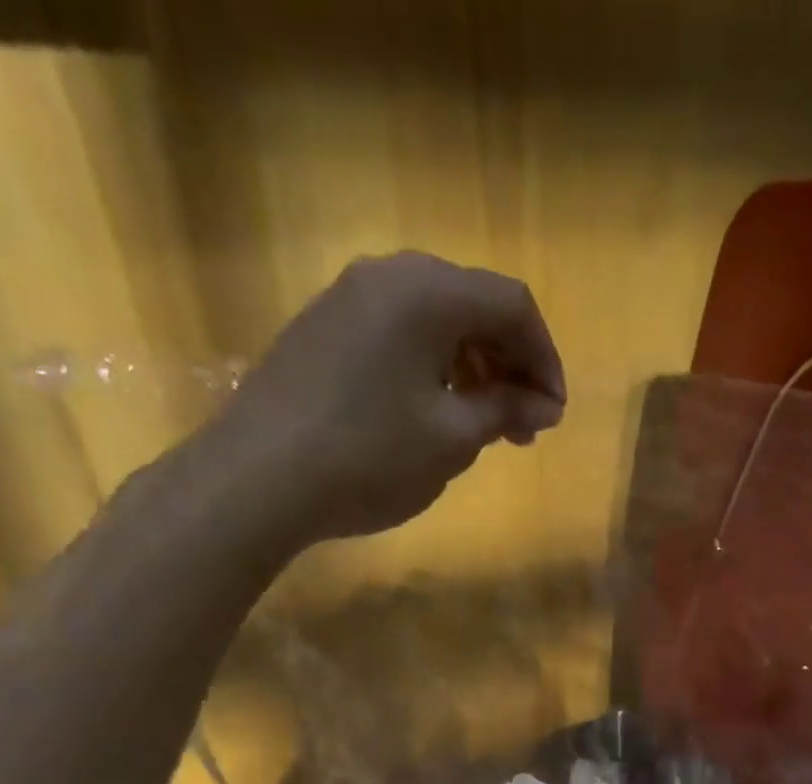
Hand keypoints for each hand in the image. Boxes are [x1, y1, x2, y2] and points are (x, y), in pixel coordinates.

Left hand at [193, 251, 565, 542]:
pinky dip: (432, 369)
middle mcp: (387, 276)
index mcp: (427, 291)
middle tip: (525, 427)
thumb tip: (545, 405)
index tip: (554, 413)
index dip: (544, 358)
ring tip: (485, 427)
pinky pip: (398, 335)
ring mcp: (347, 299)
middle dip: (510, 365)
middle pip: (473, 306)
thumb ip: (505, 411)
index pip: (512, 305)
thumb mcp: (452, 439)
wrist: (257, 478)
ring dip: (473, 369)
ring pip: (435, 322)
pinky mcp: (323, 329)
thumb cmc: (369, 456)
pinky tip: (434, 414)